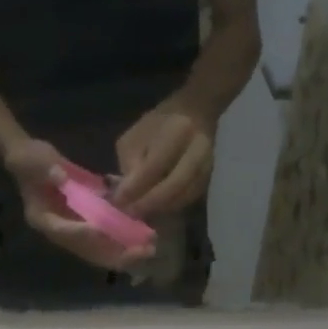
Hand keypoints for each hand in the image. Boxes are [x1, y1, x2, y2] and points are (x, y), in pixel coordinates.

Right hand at [3, 139, 154, 273]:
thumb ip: (45, 169)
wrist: (31, 160)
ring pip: (101, 247)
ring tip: (149, 246)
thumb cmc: (28, 159)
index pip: (63, 231)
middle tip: (142, 250)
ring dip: (124, 248)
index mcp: (42, 219)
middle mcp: (60, 230)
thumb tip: (61, 177)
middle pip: (88, 249)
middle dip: (115, 252)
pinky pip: (107, 234)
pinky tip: (145, 231)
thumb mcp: (32, 160)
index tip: (101, 230)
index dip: (81, 232)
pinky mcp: (86, 221)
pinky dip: (124, 234)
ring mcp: (75, 228)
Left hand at [113, 103, 214, 218]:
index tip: (118, 201)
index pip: (154, 166)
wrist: (195, 114)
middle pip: (174, 185)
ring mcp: (207, 165)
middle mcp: (197, 149)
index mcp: (177, 131)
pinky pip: (189, 199)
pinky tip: (156, 210)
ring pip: (183, 196)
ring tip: (140, 214)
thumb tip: (126, 193)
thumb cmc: (158, 125)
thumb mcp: (135, 136)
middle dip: (149, 203)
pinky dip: (171, 208)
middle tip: (130, 213)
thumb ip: (129, 162)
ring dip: (160, 209)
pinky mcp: (209, 178)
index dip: (135, 187)